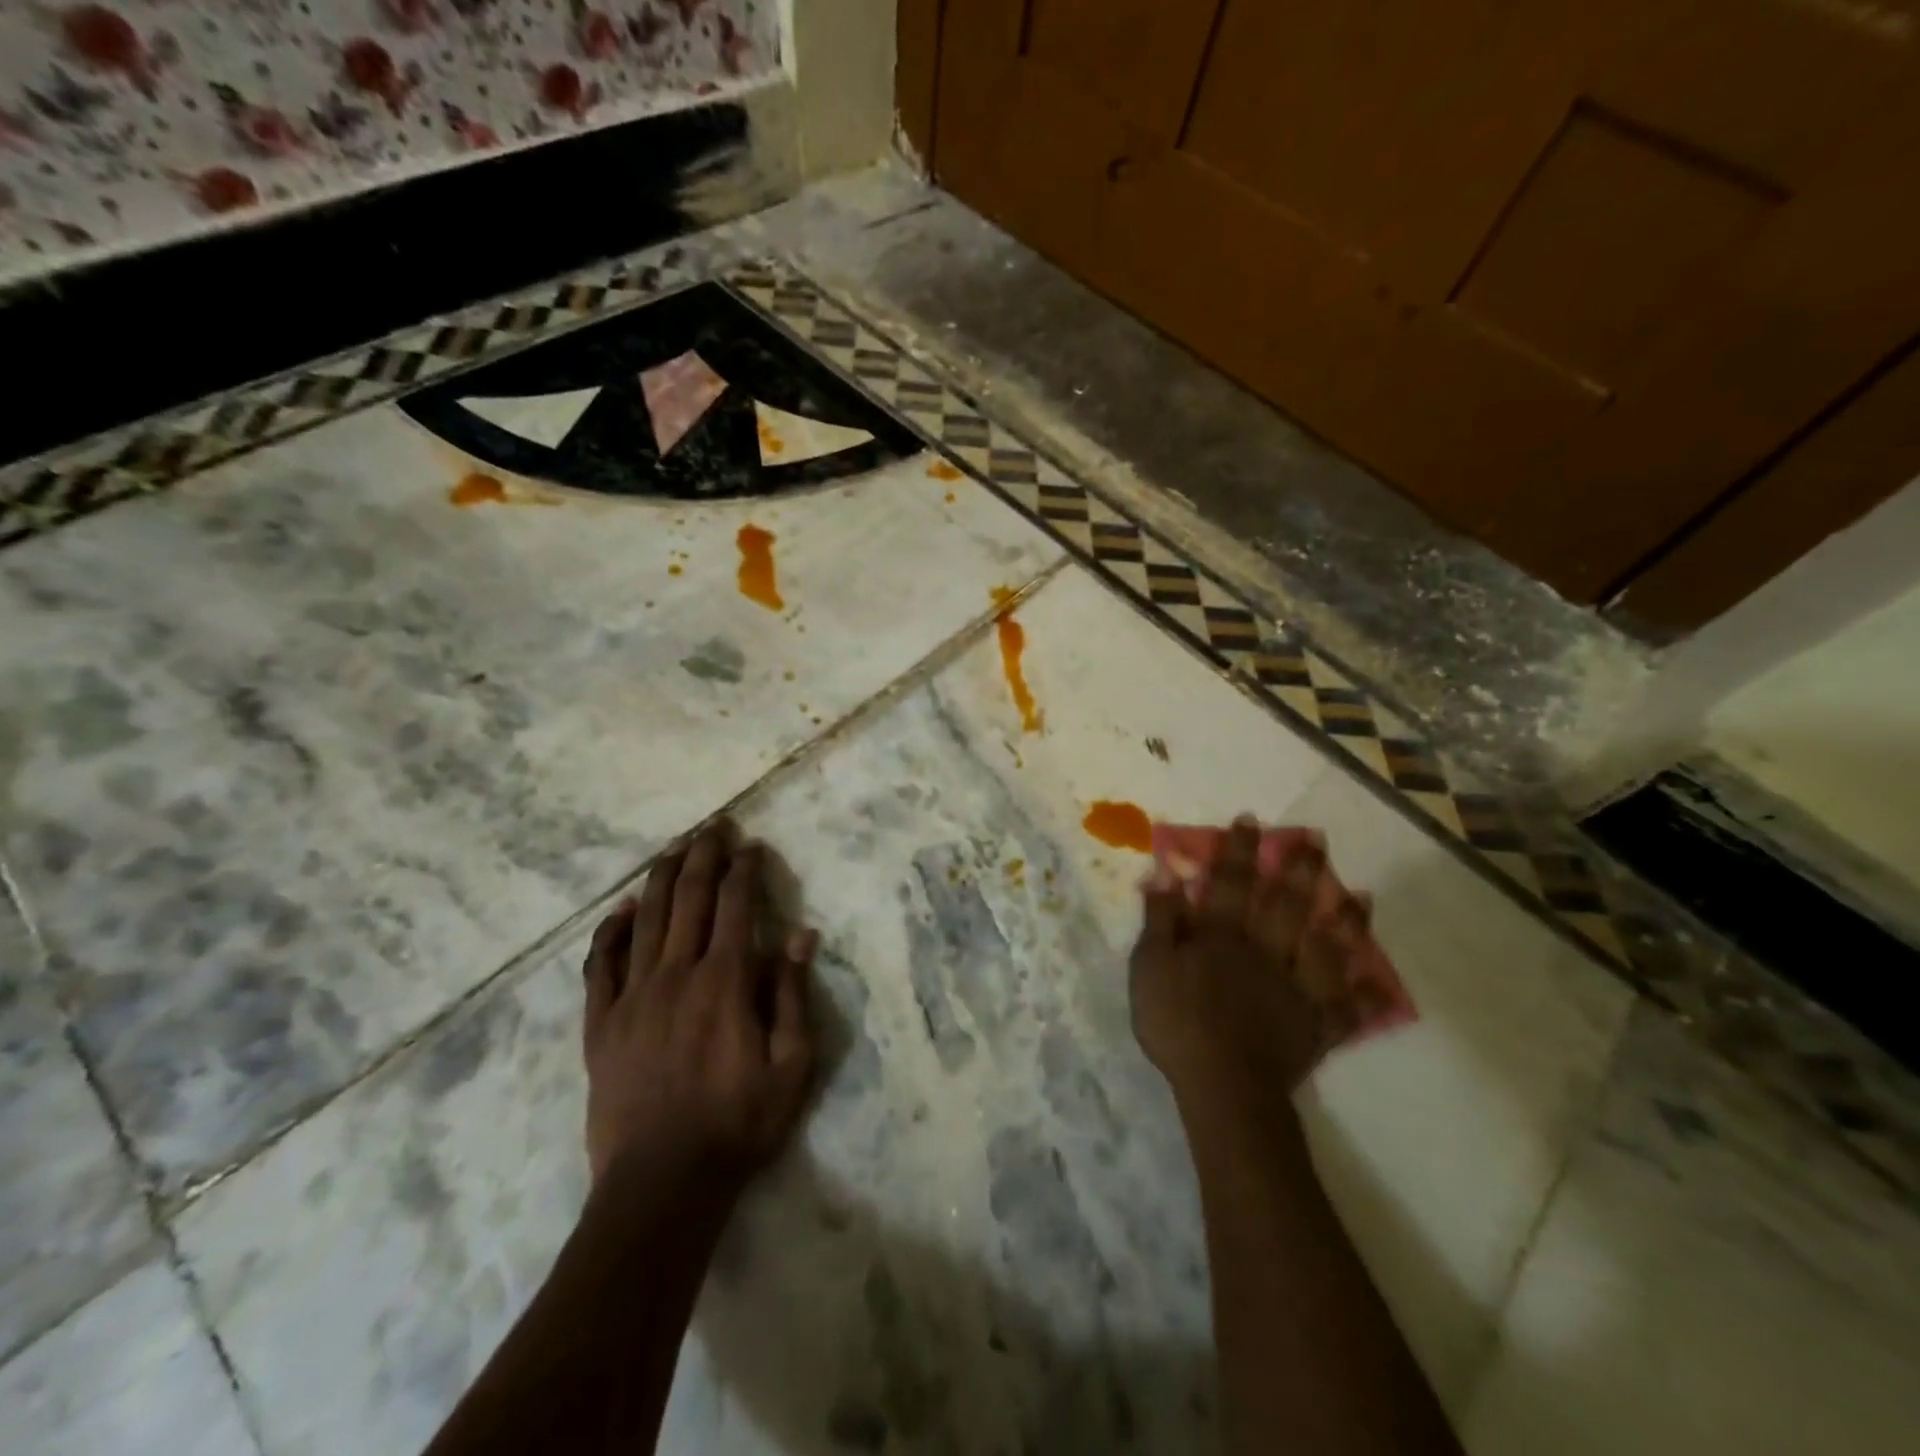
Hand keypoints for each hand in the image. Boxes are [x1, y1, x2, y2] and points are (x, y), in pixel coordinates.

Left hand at [581, 820, 817, 1190]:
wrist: (661, 1185)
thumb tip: (799, 933)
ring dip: (661, 877)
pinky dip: (610, 931)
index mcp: (724, 981)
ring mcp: (632, 996)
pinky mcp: (600, 1023)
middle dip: (704, 855)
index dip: (744, 869)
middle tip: (715, 826)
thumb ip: (791, 994)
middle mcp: (676, 974)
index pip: (735, 906)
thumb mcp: (791, 1065)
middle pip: (688, 898)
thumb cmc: (738, 1124)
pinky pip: (601, 964)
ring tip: (674, 847)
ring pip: (645, 919)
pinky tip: (621, 909)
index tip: (752, 845)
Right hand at [1129, 816, 1371, 1111]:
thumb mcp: (1150, 967)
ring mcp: (1296, 988)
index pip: (1230, 883)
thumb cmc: (1177, 1023)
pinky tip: (1381, 981)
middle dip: (1299, 870)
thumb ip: (1160, 920)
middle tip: (1317, 841)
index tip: (1251, 821)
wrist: (1222, 1085)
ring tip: (1361, 895)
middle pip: (1284, 905)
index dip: (1238, 851)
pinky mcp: (1316, 1026)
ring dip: (1344, 921)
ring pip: (1324, 948)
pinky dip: (1365, 995)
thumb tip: (1164, 875)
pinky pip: (1346, 1008)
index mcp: (1222, 936)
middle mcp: (1264, 951)